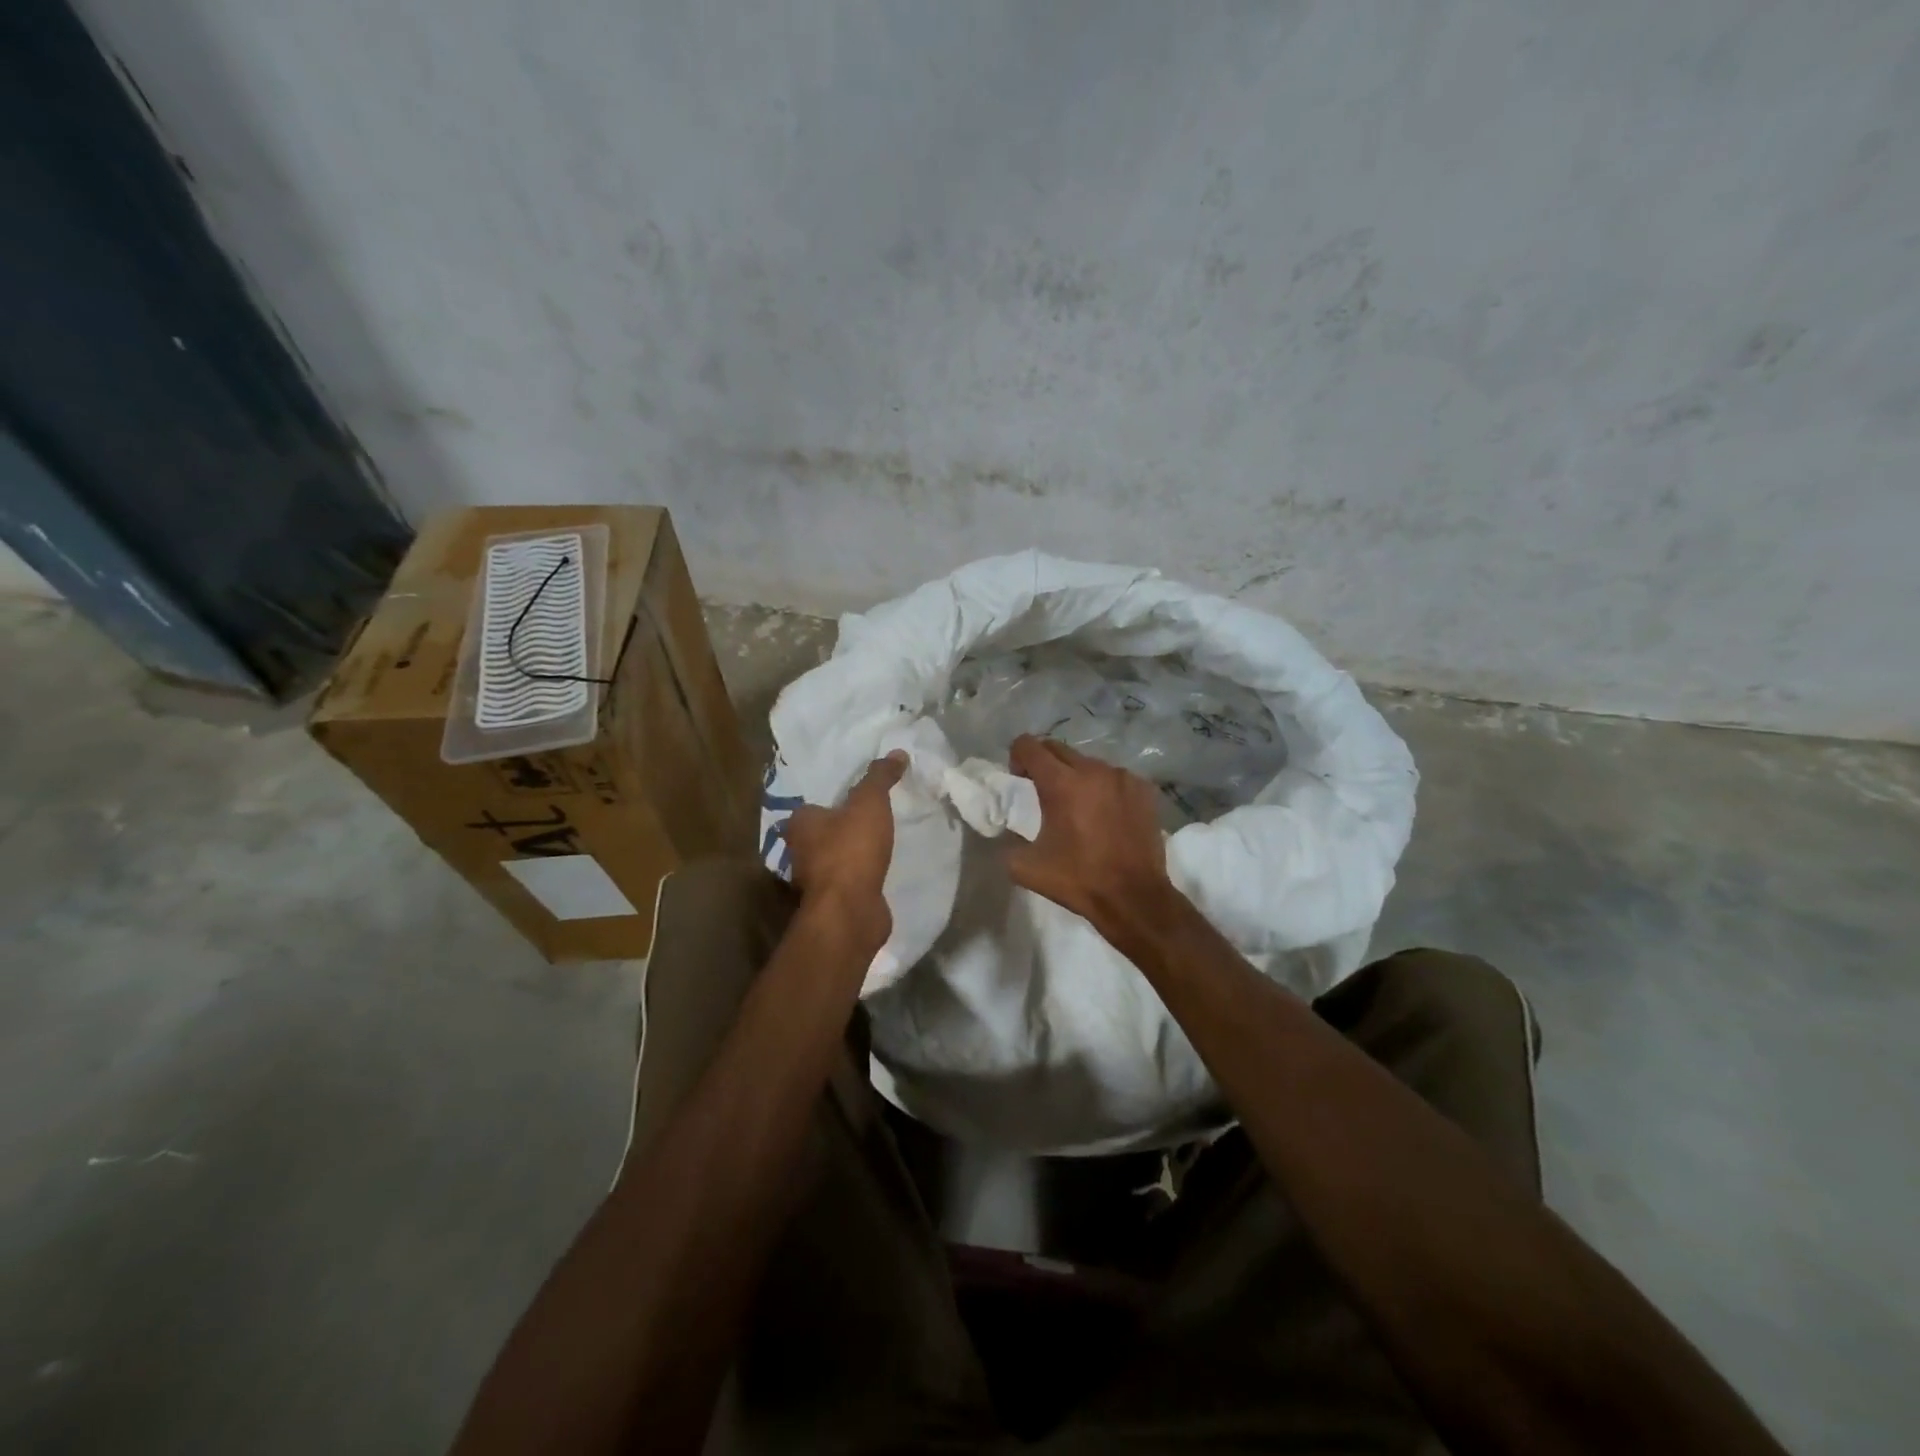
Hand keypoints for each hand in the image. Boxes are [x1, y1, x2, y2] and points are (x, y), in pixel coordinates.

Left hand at [783, 752, 907, 948]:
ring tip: (879, 844)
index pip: (811, 807)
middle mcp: (800, 852)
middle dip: (841, 829)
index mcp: (800, 824)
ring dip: (851, 854)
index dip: (831, 803)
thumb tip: (898, 752)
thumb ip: (881, 777)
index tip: (855, 801)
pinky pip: (848, 882)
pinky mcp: (833, 902)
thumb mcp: (870, 803)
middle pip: (820, 834)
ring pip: (834, 859)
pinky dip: (861, 876)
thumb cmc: (851, 849)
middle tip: (869, 819)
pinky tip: (879, 871)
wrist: (850, 910)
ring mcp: (815, 881)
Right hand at [1004, 735, 1173, 929]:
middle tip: (1043, 792)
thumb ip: (1008, 841)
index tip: (1019, 779)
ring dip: (1076, 776)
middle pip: (1058, 749)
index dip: (1017, 757)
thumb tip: (1006, 831)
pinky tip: (1106, 814)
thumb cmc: (1079, 880)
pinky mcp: (1144, 789)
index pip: (1029, 745)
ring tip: (1078, 805)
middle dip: (1044, 764)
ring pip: (1088, 762)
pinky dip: (1103, 788)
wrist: (1134, 897)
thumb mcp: (1025, 867)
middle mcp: (1093, 770)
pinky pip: (1114, 777)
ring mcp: (1122, 777)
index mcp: (1061, 783)